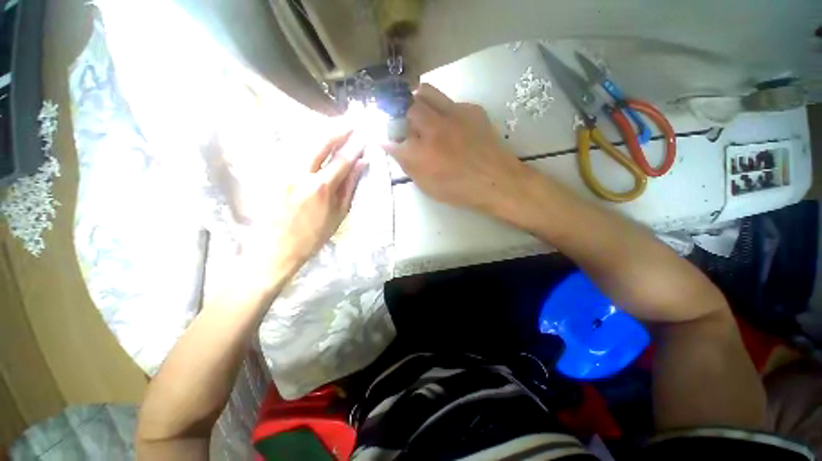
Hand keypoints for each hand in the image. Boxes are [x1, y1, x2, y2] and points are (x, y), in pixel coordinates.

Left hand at [229, 127, 366, 291]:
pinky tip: (315, 136)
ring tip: (337, 123)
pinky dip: (307, 139)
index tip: (364, 134)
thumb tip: (361, 164)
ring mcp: (283, 170)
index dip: (355, 145)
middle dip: (338, 128)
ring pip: (304, 141)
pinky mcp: (272, 171)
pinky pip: (292, 149)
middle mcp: (301, 173)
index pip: (342, 159)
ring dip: (322, 130)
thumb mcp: (339, 214)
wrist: (276, 247)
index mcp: (321, 187)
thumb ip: (350, 186)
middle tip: (351, 118)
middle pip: (321, 142)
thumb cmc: (313, 235)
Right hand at [385, 84, 533, 214]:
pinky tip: (449, 124)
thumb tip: (391, 145)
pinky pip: (449, 100)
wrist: (497, 180)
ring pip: (426, 91)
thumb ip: (407, 164)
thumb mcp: (427, 185)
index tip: (387, 136)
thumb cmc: (459, 189)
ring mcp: (454, 114)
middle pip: (407, 105)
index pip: (392, 135)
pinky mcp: (471, 109)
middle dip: (400, 112)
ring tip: (422, 115)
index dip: (386, 134)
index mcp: (421, 153)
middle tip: (406, 124)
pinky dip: (442, 109)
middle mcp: (434, 128)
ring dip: (418, 100)